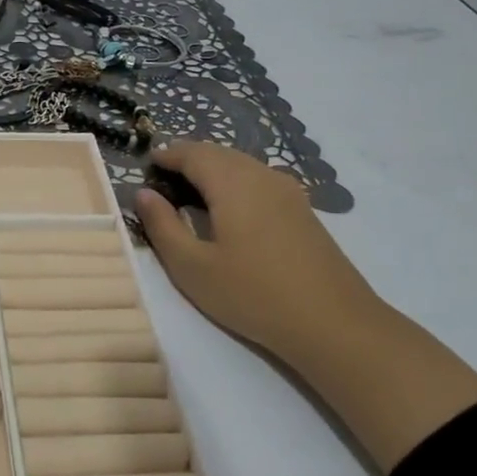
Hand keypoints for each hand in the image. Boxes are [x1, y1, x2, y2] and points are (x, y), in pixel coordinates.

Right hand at [133, 142, 382, 372]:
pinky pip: (259, 180)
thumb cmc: (252, 294)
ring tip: (190, 190)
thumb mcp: (192, 267)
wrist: (333, 322)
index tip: (146, 163)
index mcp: (232, 183)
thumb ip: (163, 226)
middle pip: (220, 153)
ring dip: (213, 169)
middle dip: (189, 158)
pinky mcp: (302, 211)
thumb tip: (143, 193)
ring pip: (242, 165)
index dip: (167, 155)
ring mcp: (288, 192)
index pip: (193, 153)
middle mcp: (262, 176)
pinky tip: (228, 208)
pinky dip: (234, 182)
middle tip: (163, 175)